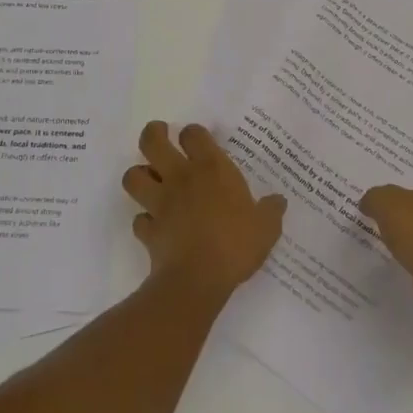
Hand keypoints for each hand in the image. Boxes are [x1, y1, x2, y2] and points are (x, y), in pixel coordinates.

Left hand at [124, 122, 285, 302]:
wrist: (198, 279)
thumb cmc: (235, 244)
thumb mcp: (266, 227)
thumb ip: (271, 211)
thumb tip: (279, 201)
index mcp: (211, 169)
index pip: (193, 134)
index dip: (193, 133)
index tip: (197, 140)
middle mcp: (180, 178)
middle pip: (152, 142)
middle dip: (153, 134)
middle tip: (160, 136)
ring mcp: (159, 203)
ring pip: (133, 176)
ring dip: (139, 176)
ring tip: (150, 180)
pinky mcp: (148, 230)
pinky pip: (138, 219)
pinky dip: (144, 220)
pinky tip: (155, 225)